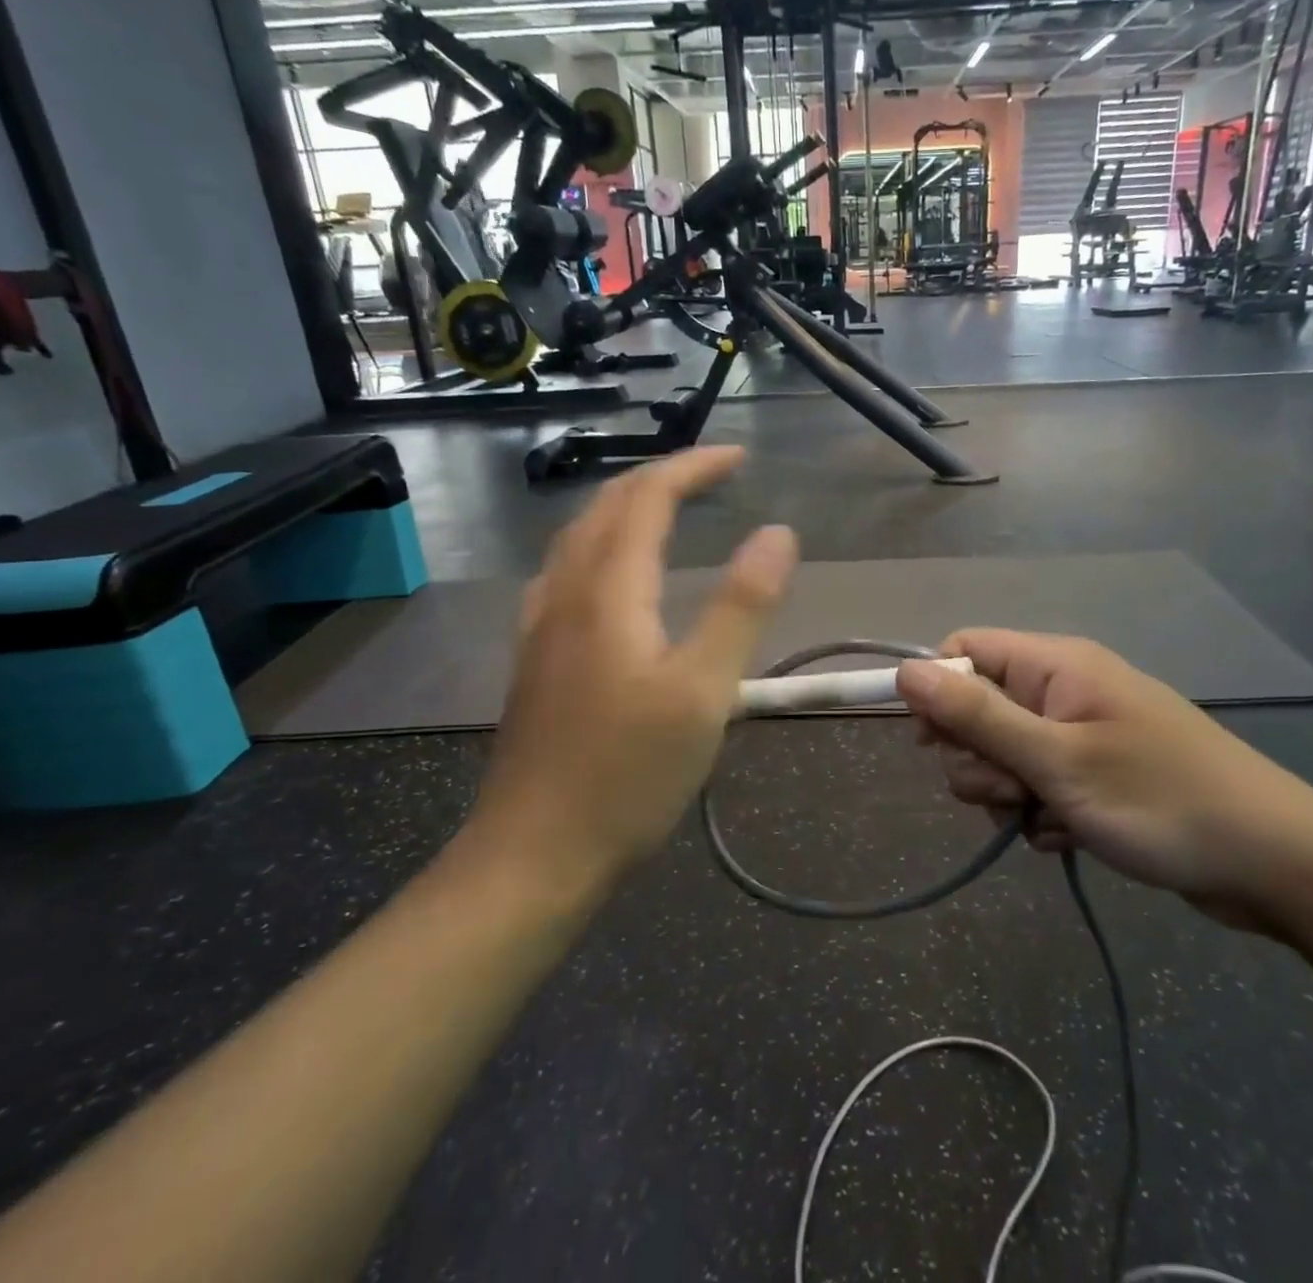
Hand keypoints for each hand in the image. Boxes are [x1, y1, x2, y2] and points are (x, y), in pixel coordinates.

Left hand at [463, 448, 797, 889]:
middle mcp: (566, 593)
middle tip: (711, 476)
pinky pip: (565, 572)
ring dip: (625, 508)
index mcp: (608, 590)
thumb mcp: (703, 691)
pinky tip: (612, 576)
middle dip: (660, 478)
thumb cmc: (628, 774)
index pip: (647, 497)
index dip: (692, 466)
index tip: (739, 458)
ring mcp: (541, 626)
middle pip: (606, 507)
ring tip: (668, 510)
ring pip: (579, 537)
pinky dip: (600, 546)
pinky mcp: (534, 659)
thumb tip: (778, 532)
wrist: (534, 853)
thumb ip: (742, 606)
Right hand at [897, 631, 1312, 929]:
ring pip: (1004, 755)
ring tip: (1046, 817)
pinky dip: (1041, 814)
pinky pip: (1038, 787)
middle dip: (979, 757)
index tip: (934, 743)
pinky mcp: (1095, 776)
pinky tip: (1069, 836)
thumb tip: (906, 671)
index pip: (966, 650)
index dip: (939, 692)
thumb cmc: (1160, 800)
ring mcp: (1081, 734)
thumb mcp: (1056, 760)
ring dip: (1007, 792)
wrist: (1274, 864)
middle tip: (1013, 791)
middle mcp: (1065, 690)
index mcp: (1056, 665)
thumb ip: (976, 716)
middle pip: (978, 709)